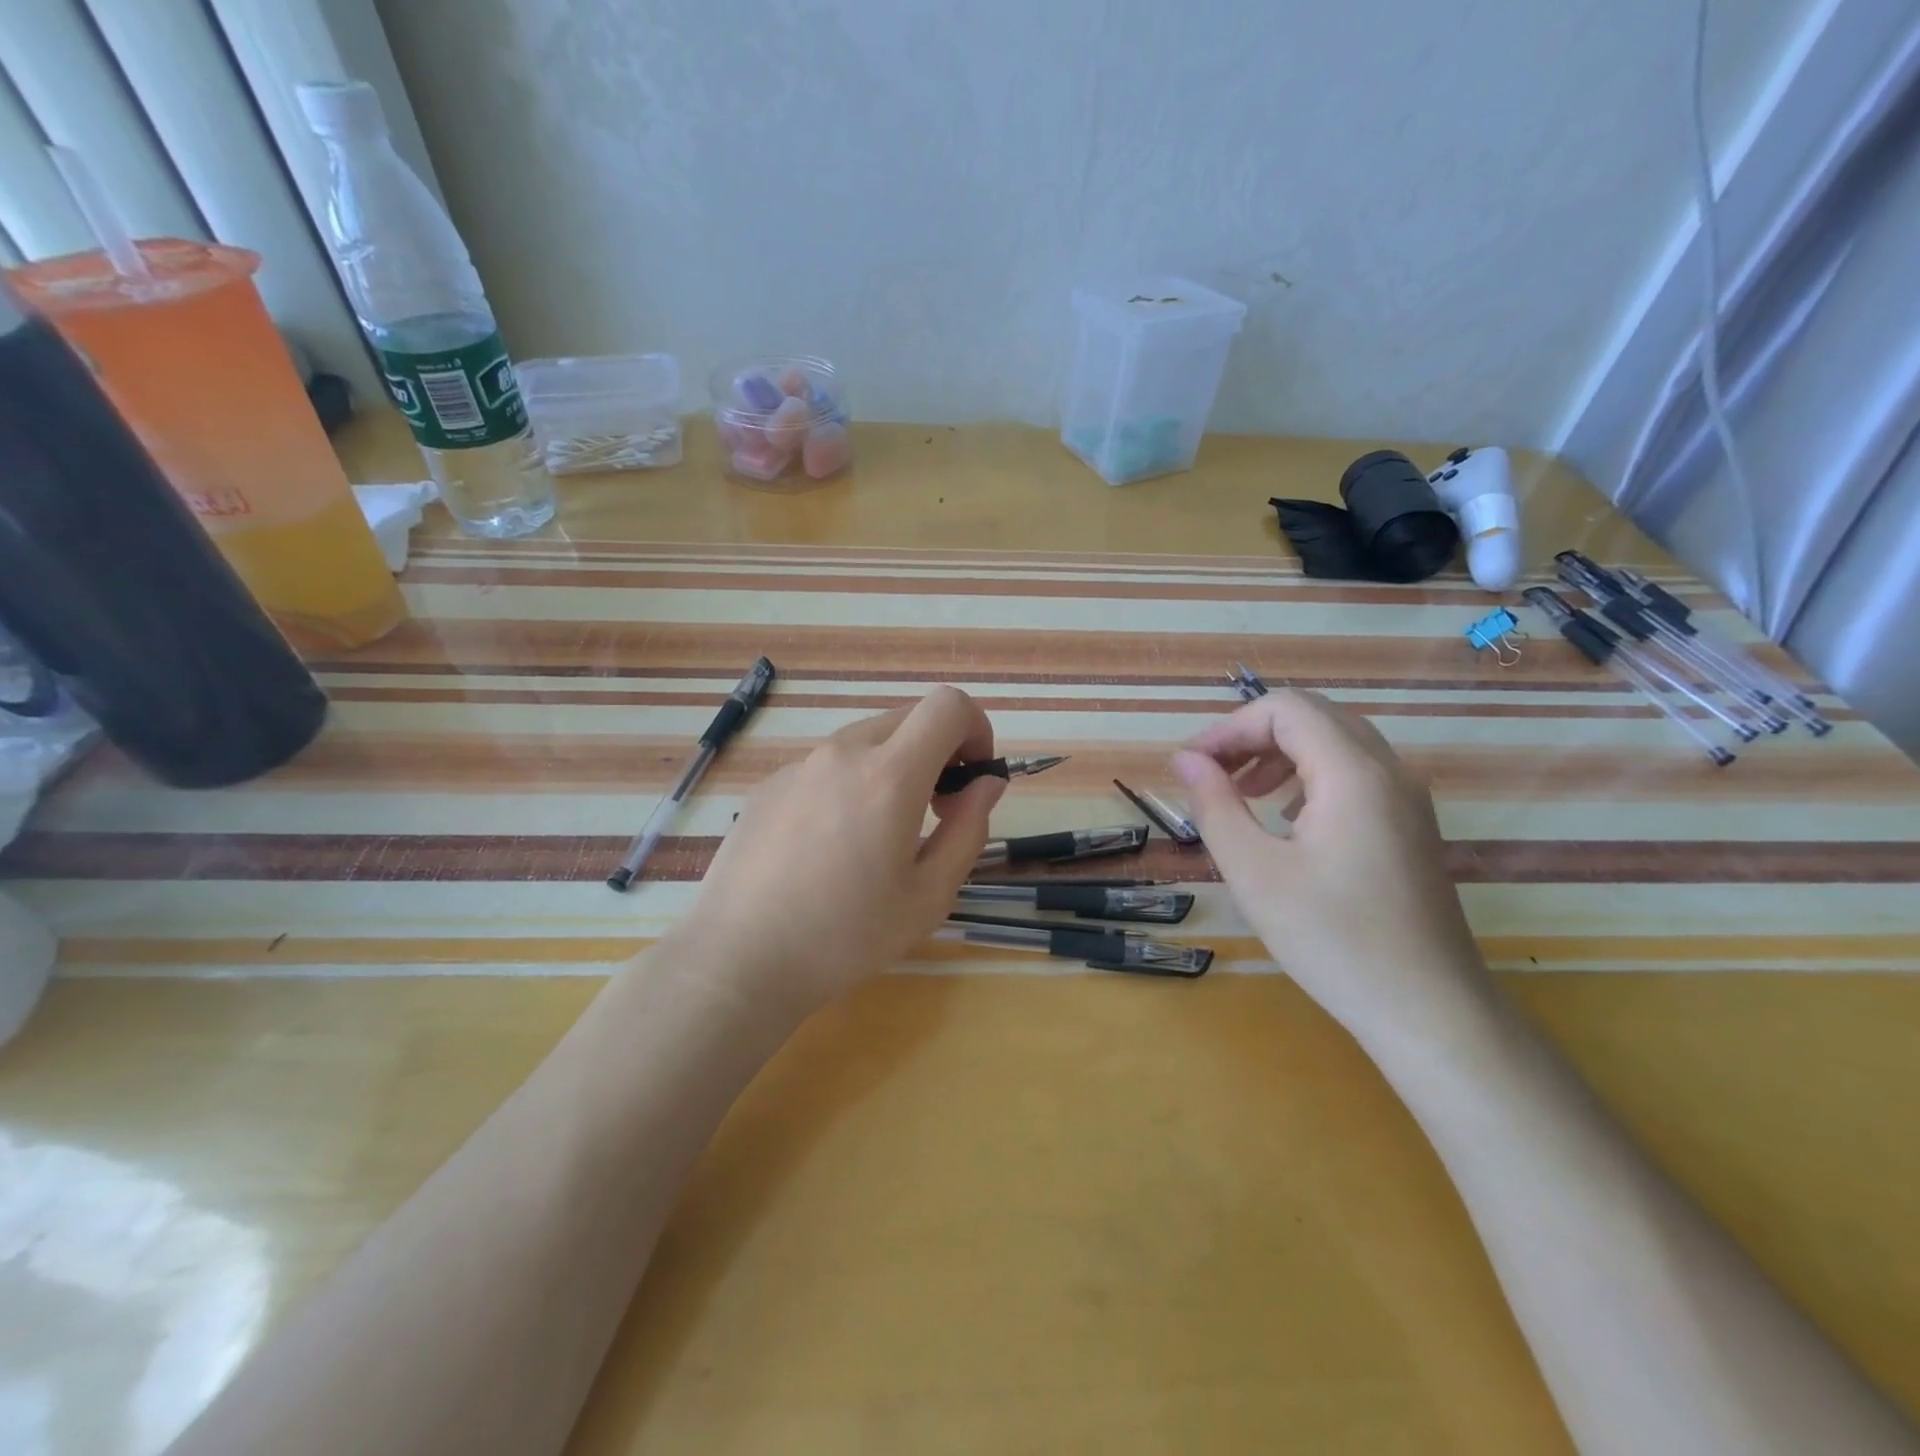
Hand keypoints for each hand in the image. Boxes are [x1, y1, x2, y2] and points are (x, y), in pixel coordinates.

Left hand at [676, 686, 1004, 1013]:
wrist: (739, 959)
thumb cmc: (845, 936)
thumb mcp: (929, 896)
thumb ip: (969, 830)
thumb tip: (985, 784)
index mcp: (889, 775)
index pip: (948, 705)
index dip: (976, 728)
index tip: (973, 776)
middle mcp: (842, 753)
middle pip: (908, 718)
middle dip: (938, 750)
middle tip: (937, 809)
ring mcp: (799, 766)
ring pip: (865, 740)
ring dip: (892, 767)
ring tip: (880, 833)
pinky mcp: (769, 785)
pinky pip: (826, 765)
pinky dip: (849, 784)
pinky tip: (829, 845)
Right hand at [1173, 689, 1488, 1037]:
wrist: (1429, 1011)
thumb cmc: (1333, 940)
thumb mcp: (1254, 872)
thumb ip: (1215, 805)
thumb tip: (1185, 759)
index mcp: (1353, 774)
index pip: (1285, 709)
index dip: (1230, 727)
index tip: (1192, 766)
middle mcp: (1388, 771)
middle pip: (1313, 717)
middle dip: (1252, 735)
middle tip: (1211, 775)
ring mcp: (1407, 798)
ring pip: (1336, 742)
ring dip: (1280, 753)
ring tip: (1242, 793)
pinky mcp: (1410, 825)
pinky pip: (1355, 773)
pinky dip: (1310, 775)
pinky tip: (1286, 818)